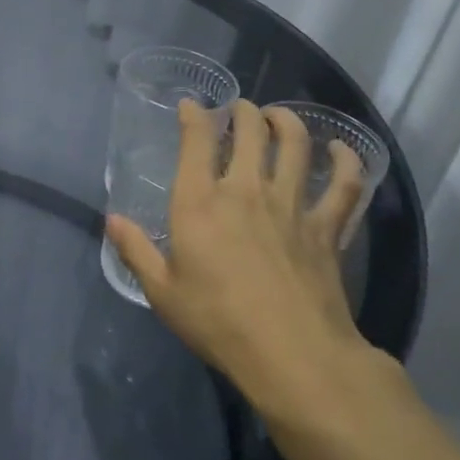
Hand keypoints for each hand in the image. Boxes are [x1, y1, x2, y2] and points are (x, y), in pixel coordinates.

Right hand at [106, 100, 381, 428]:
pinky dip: (346, 161)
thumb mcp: (162, 291)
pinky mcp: (326, 228)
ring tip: (279, 116)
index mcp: (200, 202)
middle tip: (239, 109)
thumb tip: (113, 220)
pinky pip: (343, 185)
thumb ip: (136, 250)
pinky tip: (342, 149)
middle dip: (243, 112)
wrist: (291, 354)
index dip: (194, 115)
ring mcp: (290, 206)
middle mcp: (245, 191)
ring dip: (287, 122)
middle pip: (250, 132)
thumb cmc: (217, 322)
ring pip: (295, 146)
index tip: (191, 105)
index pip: (197, 141)